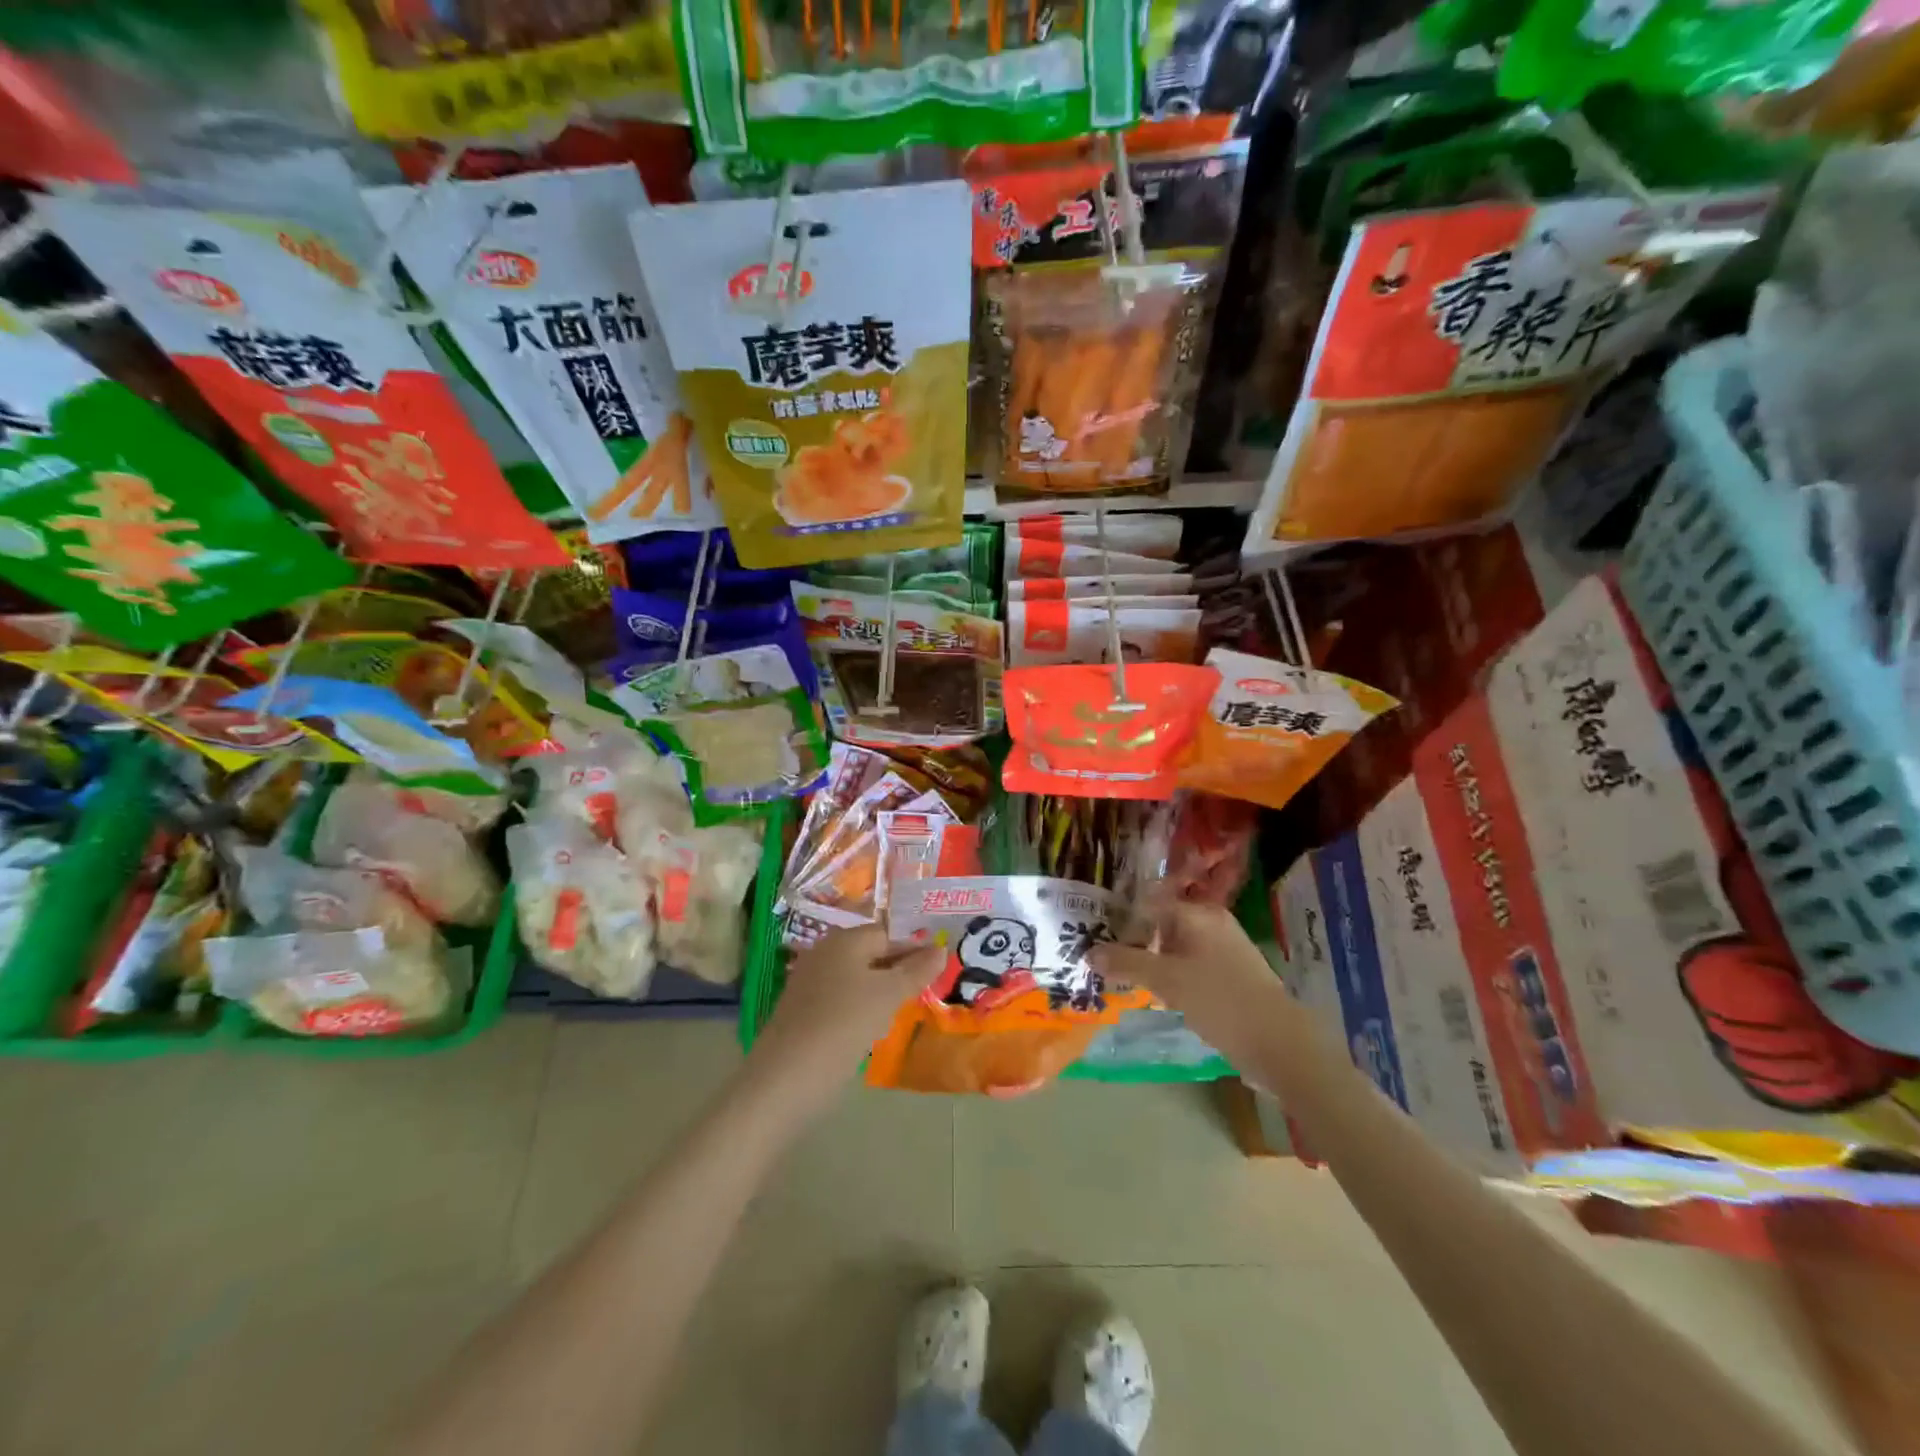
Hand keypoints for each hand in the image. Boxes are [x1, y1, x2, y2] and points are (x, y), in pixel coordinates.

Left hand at [748, 926, 942, 1107]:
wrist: (787, 1078)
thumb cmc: (844, 1024)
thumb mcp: (888, 995)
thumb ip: (916, 971)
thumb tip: (941, 949)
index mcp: (845, 940)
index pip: (888, 933)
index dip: (914, 948)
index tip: (939, 968)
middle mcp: (825, 953)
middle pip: (871, 954)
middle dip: (899, 969)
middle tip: (926, 989)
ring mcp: (811, 982)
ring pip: (857, 978)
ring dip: (881, 991)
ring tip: (904, 1010)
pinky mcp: (804, 1011)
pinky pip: (842, 999)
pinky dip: (861, 1009)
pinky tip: (873, 1029)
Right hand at [1092, 901, 1289, 1053]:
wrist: (1278, 1043)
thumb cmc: (1219, 999)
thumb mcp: (1166, 980)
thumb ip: (1126, 963)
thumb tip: (1089, 952)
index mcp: (1199, 914)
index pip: (1150, 903)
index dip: (1121, 919)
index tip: (1094, 936)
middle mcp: (1213, 924)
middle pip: (1162, 925)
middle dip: (1133, 943)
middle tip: (1104, 962)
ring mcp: (1224, 951)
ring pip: (1175, 949)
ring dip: (1151, 963)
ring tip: (1123, 981)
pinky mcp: (1230, 976)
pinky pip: (1190, 967)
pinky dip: (1171, 977)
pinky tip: (1155, 996)